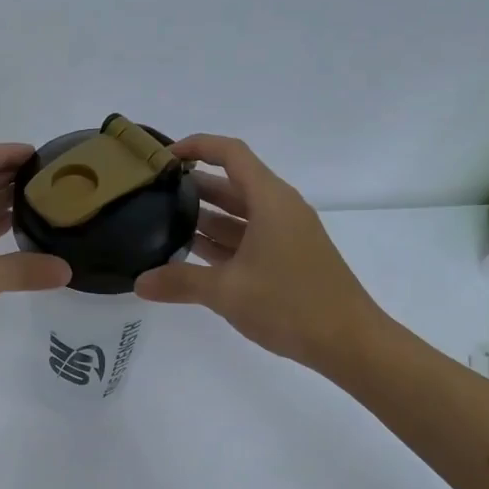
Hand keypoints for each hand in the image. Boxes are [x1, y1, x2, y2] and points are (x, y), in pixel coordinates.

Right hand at [135, 135, 383, 370]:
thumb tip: (138, 283)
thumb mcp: (227, 292)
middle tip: (152, 195)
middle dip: (193, 187)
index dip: (197, 147)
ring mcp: (285, 235)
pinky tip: (192, 255)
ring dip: (205, 217)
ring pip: (239, 215)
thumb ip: (180, 282)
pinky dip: (221, 242)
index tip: (164, 159)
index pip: (231, 154)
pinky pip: (248, 238)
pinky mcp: (288, 258)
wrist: (349, 341)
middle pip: (232, 184)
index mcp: (270, 201)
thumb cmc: (290, 304)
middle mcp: (279, 210)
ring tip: (162, 224)